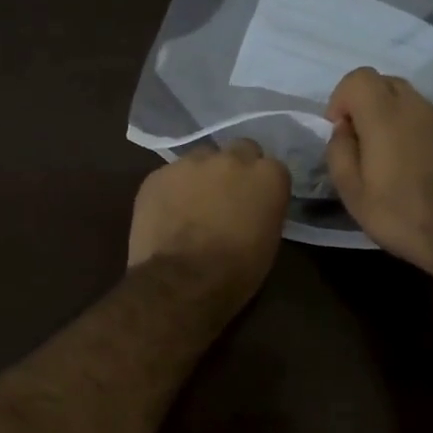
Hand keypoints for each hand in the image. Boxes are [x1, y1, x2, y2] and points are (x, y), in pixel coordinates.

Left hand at [128, 140, 291, 303]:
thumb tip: (253, 207)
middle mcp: (233, 158)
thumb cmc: (236, 271)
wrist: (182, 282)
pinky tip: (168, 213)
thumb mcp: (268, 241)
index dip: (263, 186)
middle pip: (240, 150)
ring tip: (194, 203)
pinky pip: (171, 175)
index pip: (273, 168)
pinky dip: (173, 189)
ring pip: (202, 158)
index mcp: (268, 176)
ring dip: (202, 175)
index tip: (257, 202)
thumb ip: (264, 210)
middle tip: (227, 196)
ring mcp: (192, 162)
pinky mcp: (159, 174)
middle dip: (236, 169)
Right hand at [325, 67, 432, 278]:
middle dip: (366, 104)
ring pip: (409, 101)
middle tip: (360, 142)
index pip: (359, 77)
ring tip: (387, 158)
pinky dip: (414, 132)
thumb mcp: (353, 193)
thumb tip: (343, 130)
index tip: (340, 129)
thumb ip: (340, 152)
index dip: (342, 98)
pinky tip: (414, 167)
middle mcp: (416, 106)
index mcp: (384, 115)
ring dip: (391, 119)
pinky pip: (428, 121)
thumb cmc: (403, 214)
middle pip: (385, 83)